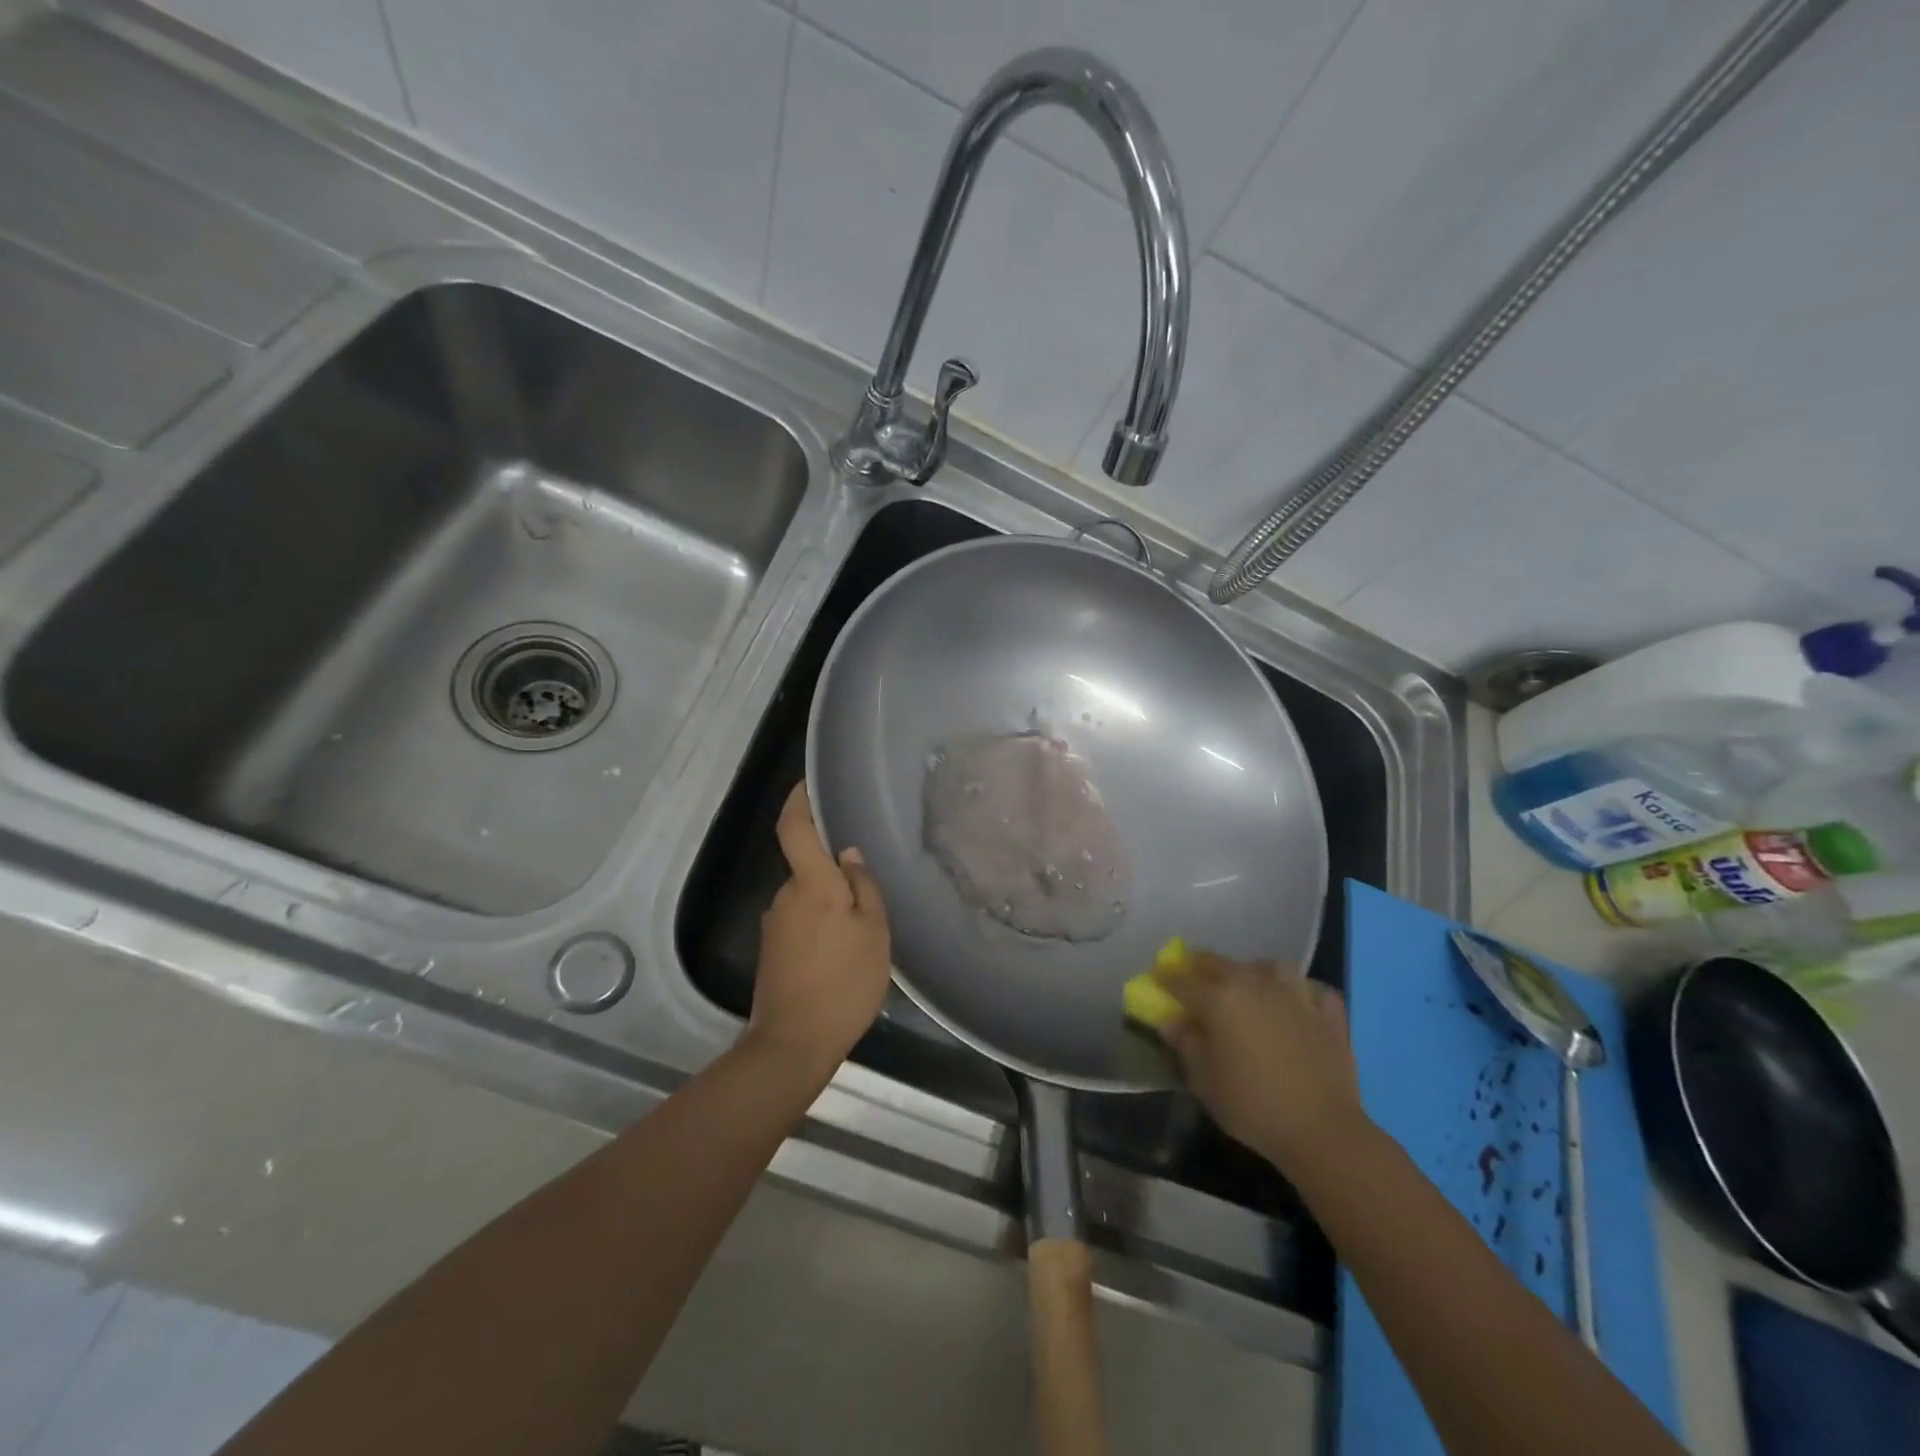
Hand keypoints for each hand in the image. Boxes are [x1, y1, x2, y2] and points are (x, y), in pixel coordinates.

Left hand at [747, 782, 891, 1075]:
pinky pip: (800, 921)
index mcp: (811, 884)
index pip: (795, 828)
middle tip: (868, 891)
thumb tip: (849, 854)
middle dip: (831, 870)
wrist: (794, 1043)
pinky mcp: (771, 950)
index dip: (799, 801)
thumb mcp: (873, 932)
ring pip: (805, 897)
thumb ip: (863, 887)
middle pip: (806, 866)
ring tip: (860, 931)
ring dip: (828, 903)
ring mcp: (774, 924)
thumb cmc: (844, 982)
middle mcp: (785, 896)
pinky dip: (820, 925)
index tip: (809, 783)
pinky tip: (841, 953)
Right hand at [1159, 954, 1367, 1171]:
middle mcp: (1254, 983)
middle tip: (1195, 979)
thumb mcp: (1203, 1081)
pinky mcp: (1328, 1011)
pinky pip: (1310, 988)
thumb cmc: (1252, 1105)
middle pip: (1221, 963)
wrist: (1322, 1130)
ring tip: (1251, 984)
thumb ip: (1185, 1044)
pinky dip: (1300, 990)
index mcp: (1218, 998)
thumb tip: (1172, 1021)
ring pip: (1269, 966)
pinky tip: (1296, 1002)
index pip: (1182, 980)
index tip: (1158, 979)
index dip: (1166, 978)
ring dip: (1254, 971)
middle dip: (1202, 967)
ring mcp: (1295, 993)